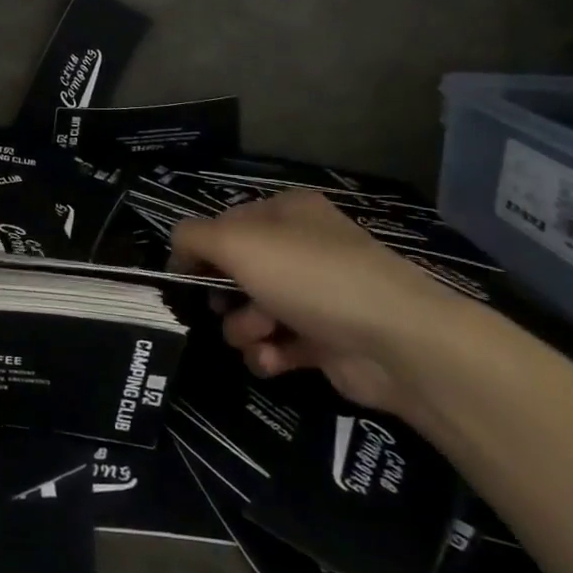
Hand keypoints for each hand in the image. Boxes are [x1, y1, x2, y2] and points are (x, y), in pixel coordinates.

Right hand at [171, 191, 473, 415]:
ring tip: (261, 335)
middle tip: (222, 306)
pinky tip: (275, 360)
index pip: (226, 223)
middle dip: (224, 294)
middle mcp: (302, 248)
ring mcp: (316, 295)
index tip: (183, 276)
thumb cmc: (309, 276)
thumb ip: (193, 237)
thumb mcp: (237, 242)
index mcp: (286, 212)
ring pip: (253, 310)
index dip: (200, 250)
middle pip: (238, 271)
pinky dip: (270, 354)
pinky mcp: (326, 340)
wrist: (394, 341)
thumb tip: (178, 247)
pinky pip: (278, 345)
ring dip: (245, 327)